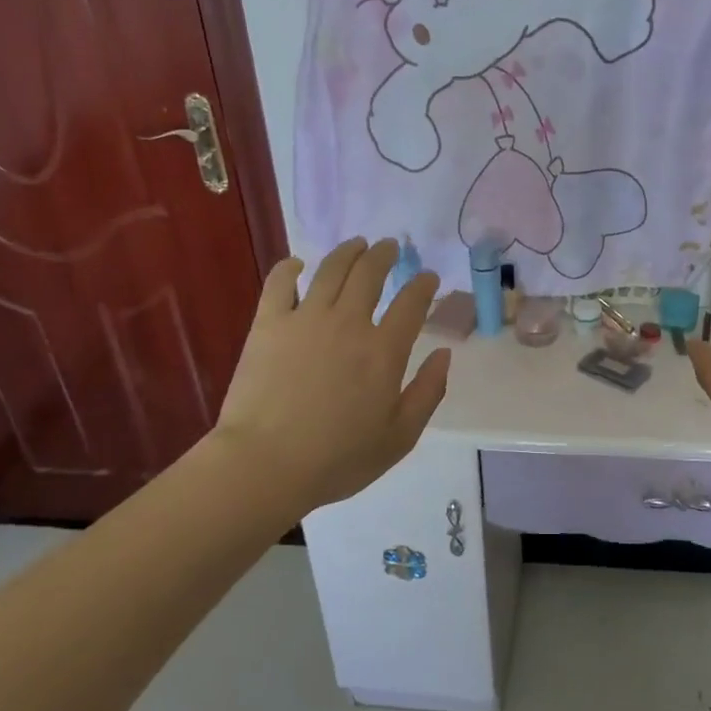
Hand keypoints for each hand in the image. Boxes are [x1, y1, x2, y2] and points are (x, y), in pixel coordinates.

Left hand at [212, 239, 448, 515]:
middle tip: (390, 247)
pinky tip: (297, 264)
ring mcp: (306, 319)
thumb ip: (428, 392)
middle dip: (385, 255)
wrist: (265, 465)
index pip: (412, 302)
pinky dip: (290, 268)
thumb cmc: (337, 458)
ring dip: (348, 252)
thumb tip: (444, 354)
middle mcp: (349, 323)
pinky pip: (280, 283)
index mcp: (384, 350)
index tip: (427, 276)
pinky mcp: (269, 324)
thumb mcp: (400, 437)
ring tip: (357, 244)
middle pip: (370, 273)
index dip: (423, 284)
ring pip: (331, 269)